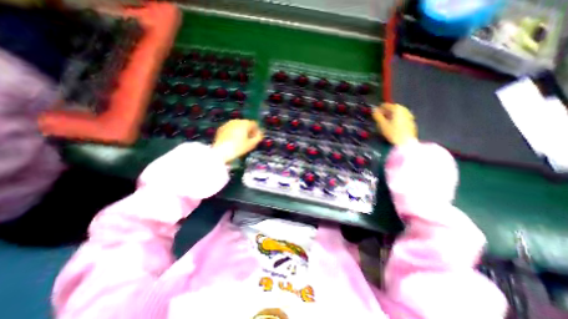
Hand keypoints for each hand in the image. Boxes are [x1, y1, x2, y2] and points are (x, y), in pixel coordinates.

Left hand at [212, 119, 262, 164]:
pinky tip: (233, 141)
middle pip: (246, 124)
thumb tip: (260, 134)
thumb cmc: (238, 148)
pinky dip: (233, 132)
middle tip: (249, 139)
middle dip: (249, 130)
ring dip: (241, 131)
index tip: (257, 137)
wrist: (221, 151)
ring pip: (238, 126)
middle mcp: (236, 121)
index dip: (257, 131)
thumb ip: (258, 138)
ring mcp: (228, 124)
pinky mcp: (221, 128)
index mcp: (245, 123)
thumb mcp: (251, 144)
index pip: (254, 124)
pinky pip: (230, 129)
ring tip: (241, 140)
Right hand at [374, 103, 414, 144]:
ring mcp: (409, 115)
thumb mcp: (382, 124)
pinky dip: (396, 119)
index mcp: (397, 108)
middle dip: (385, 112)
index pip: (385, 105)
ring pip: (397, 113)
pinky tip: (392, 125)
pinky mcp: (411, 121)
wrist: (406, 142)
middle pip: (392, 108)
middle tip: (379, 118)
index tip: (374, 114)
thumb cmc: (393, 132)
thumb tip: (373, 110)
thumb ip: (377, 116)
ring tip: (385, 122)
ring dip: (390, 116)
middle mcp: (404, 109)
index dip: (378, 109)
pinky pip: (401, 117)